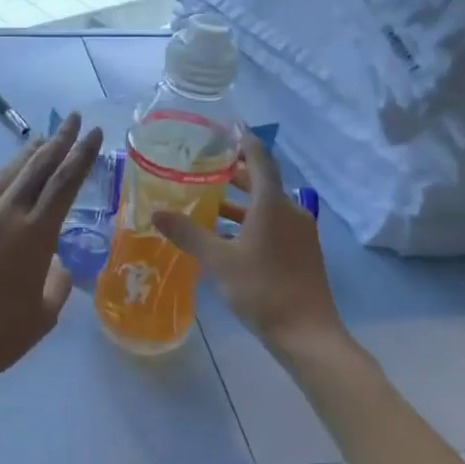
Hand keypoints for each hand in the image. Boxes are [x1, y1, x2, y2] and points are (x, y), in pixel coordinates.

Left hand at [0, 113, 103, 390]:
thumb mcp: (43, 316)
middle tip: (74, 119)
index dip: (82, 154)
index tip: (95, 132)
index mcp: (35, 234)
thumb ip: (57, 282)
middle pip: (36, 166)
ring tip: (41, 140)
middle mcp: (5, 213)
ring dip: (26, 154)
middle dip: (59, 140)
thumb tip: (55, 262)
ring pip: (5, 173)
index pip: (65, 182)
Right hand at [153, 128, 342, 354]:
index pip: (259, 159)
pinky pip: (272, 224)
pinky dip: (249, 222)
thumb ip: (188, 234)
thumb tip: (156, 213)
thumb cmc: (263, 290)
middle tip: (203, 167)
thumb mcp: (219, 261)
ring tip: (206, 202)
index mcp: (273, 205)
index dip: (244, 141)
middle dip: (234, 174)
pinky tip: (225, 237)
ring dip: (239, 202)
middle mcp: (290, 211)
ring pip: (266, 206)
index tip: (226, 128)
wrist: (308, 335)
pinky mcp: (300, 252)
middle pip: (262, 182)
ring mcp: (299, 233)